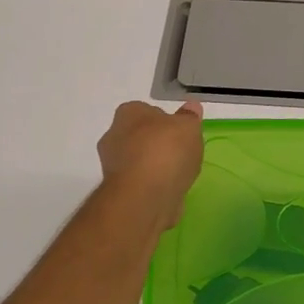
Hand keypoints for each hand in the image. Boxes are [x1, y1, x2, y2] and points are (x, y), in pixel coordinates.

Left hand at [97, 101, 204, 230]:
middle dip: (158, 144)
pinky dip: (153, 185)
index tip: (181, 133)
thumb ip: (189, 117)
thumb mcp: (188, 127)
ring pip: (139, 161)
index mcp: (128, 112)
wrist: (144, 197)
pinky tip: (169, 190)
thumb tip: (191, 107)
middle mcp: (114, 135)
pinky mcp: (118, 190)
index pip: (146, 110)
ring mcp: (113, 165)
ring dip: (155, 166)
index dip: (165, 121)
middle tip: (182, 153)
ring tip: (179, 175)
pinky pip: (140, 182)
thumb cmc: (166, 152)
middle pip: (141, 136)